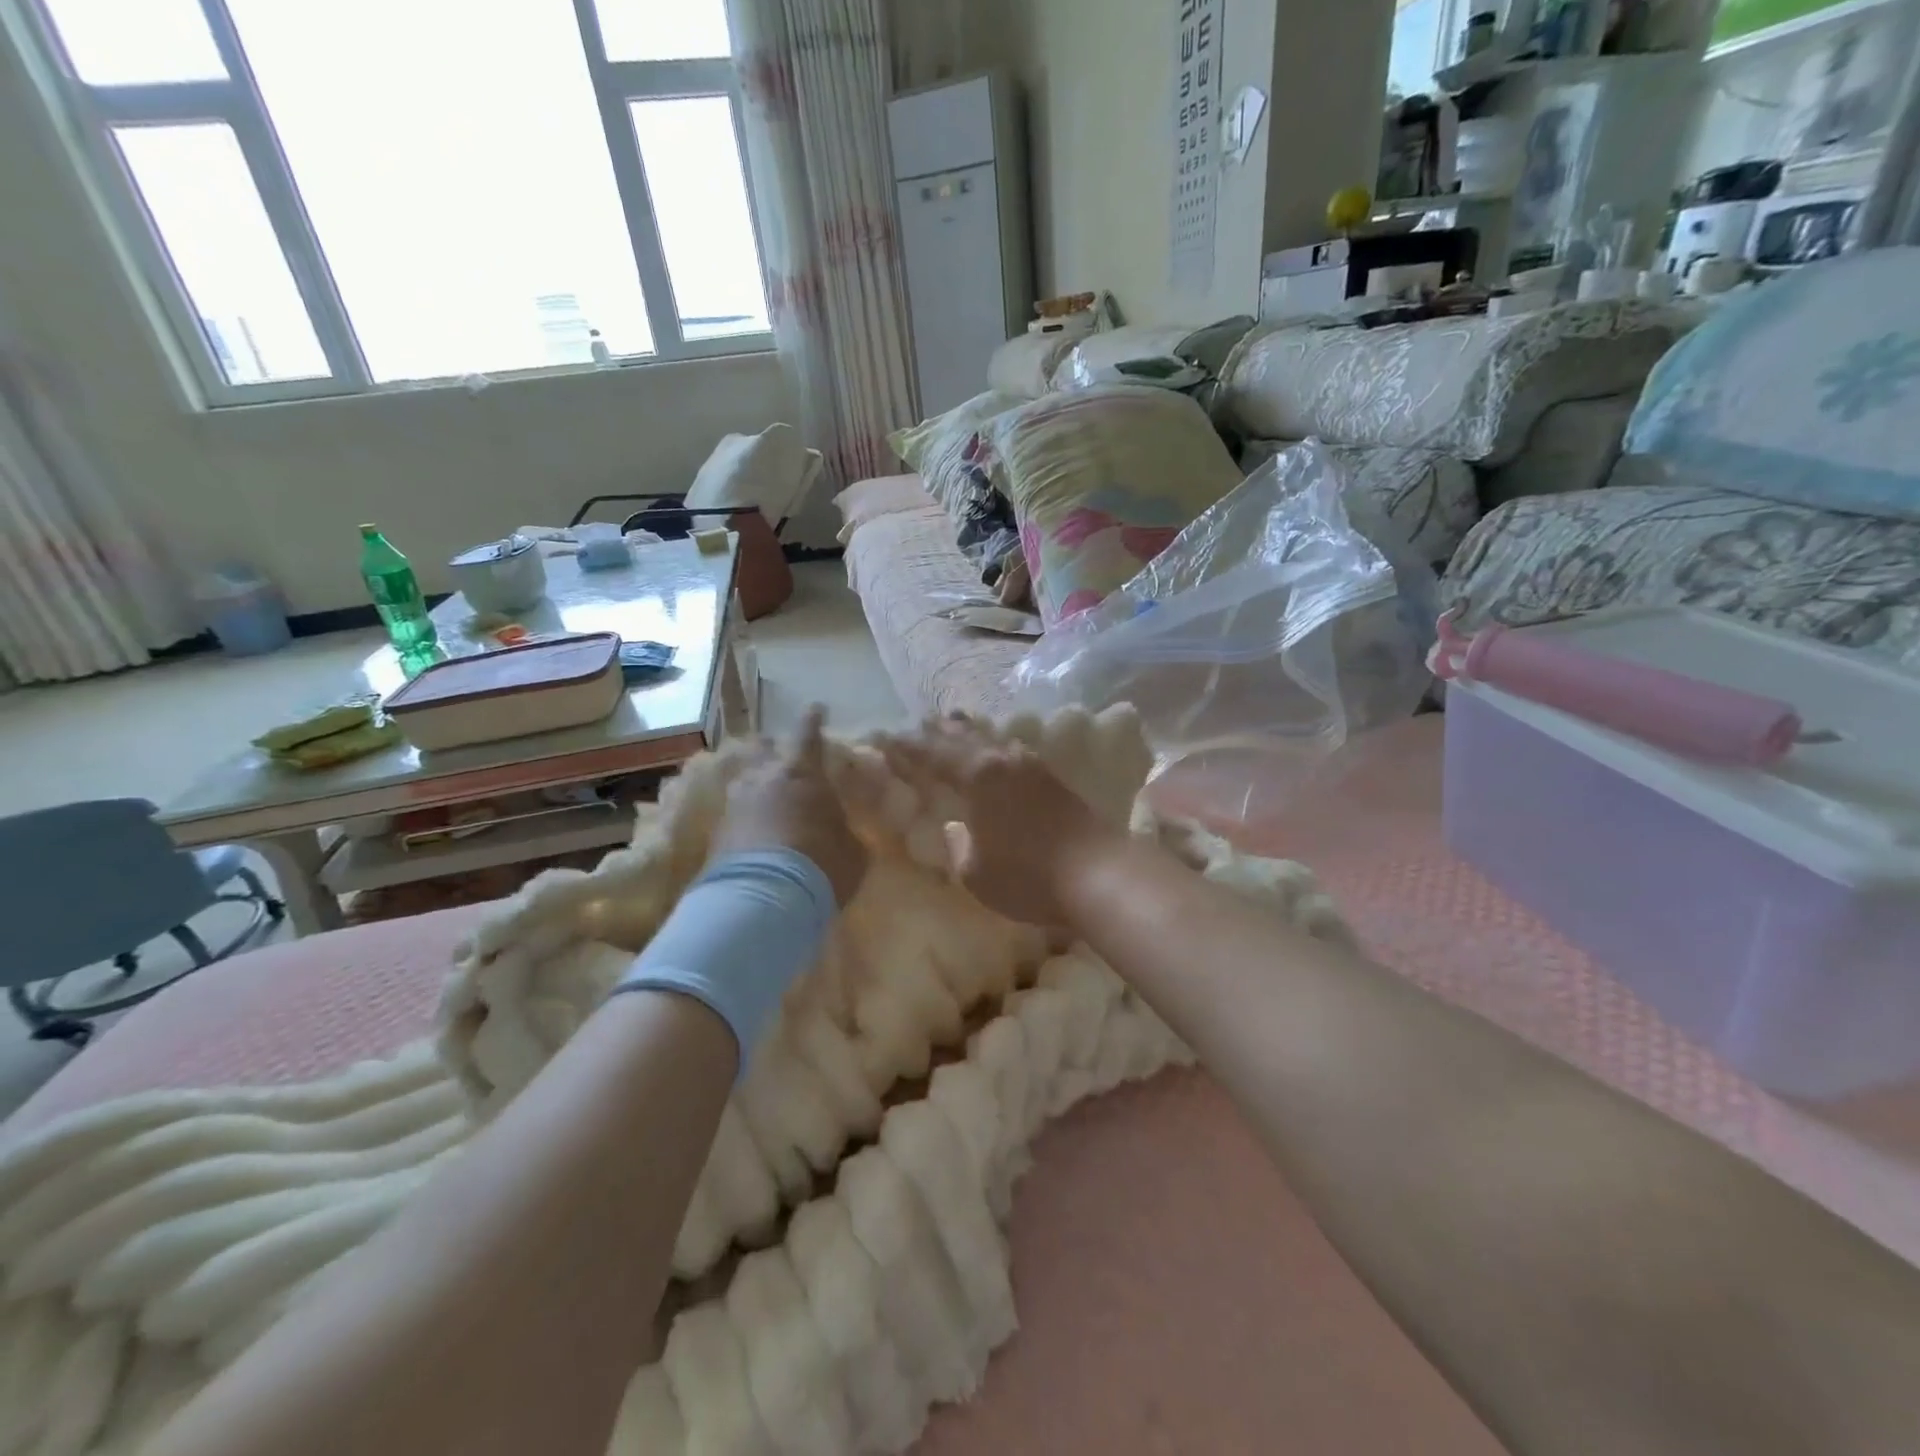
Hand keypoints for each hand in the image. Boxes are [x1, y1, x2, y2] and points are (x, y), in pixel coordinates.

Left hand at [712, 706, 868, 904]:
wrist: (763, 900)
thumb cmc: (821, 864)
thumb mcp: (852, 850)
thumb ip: (844, 832)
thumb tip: (840, 833)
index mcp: (802, 773)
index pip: (809, 734)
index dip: (813, 720)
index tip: (816, 708)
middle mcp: (764, 777)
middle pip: (764, 749)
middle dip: (774, 751)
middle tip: (784, 763)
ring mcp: (735, 803)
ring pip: (745, 782)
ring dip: (757, 787)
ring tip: (766, 803)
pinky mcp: (716, 833)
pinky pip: (735, 815)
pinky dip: (746, 820)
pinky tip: (754, 837)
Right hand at [876, 715, 1126, 929]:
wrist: (1098, 873)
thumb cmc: (1028, 876)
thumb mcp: (976, 873)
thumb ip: (959, 847)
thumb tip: (955, 829)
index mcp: (978, 776)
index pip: (933, 755)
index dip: (908, 749)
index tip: (887, 741)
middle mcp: (1003, 760)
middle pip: (963, 737)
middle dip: (937, 731)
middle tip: (917, 723)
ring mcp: (1033, 766)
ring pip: (992, 739)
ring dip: (969, 733)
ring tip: (954, 723)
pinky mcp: (1054, 779)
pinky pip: (1013, 752)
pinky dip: (995, 747)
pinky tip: (999, 751)